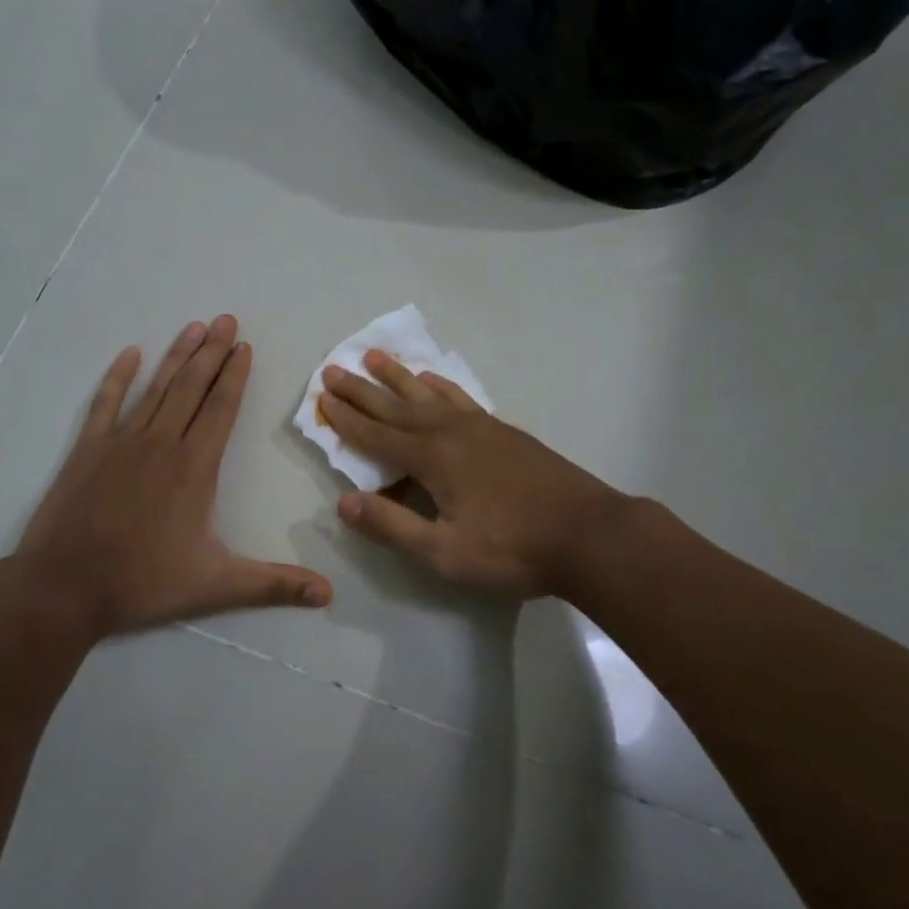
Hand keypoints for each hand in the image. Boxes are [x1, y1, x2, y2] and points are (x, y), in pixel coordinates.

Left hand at [13, 316, 333, 638]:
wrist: (63, 589)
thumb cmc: (143, 582)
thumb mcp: (217, 587)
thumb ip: (274, 585)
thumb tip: (329, 594)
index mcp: (194, 468)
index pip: (221, 409)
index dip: (235, 376)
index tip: (244, 346)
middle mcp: (161, 443)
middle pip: (192, 388)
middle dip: (212, 352)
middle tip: (226, 319)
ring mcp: (121, 443)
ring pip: (156, 388)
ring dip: (177, 356)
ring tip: (195, 326)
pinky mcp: (88, 450)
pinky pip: (106, 403)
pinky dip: (118, 377)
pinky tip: (130, 353)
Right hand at [319, 350, 627, 598]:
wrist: (587, 533)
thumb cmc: (512, 549)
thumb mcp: (445, 552)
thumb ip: (393, 526)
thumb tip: (344, 504)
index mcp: (433, 459)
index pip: (377, 436)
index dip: (346, 419)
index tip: (322, 399)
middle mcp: (451, 432)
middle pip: (396, 406)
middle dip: (361, 390)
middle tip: (332, 369)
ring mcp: (480, 427)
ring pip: (427, 393)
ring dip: (397, 377)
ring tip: (373, 356)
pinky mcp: (503, 431)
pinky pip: (460, 397)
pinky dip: (439, 385)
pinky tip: (433, 381)